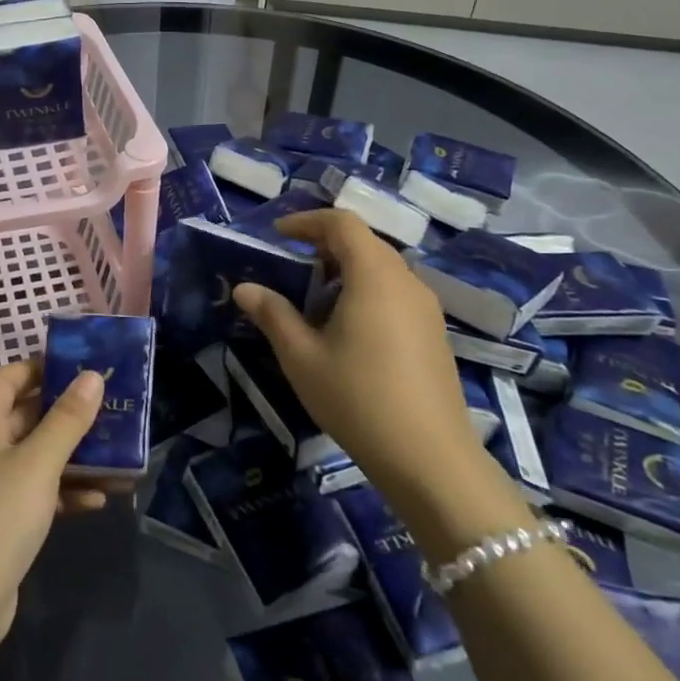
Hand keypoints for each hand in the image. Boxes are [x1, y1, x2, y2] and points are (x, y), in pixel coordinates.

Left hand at [0, 359, 106, 648]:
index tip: (77, 368)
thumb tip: (92, 376)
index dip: (37, 368)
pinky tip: (100, 500)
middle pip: (28, 417)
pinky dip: (68, 492)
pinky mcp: (6, 521)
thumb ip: (67, 419)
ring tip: (119, 457)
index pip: (5, 379)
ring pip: (40, 457)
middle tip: (110, 408)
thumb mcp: (38, 462)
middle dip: (69, 414)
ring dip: (77, 456)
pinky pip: (42, 493)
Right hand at [232, 208, 486, 503]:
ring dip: (345, 270)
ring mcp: (426, 308)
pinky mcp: (434, 333)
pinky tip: (346, 330)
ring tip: (313, 300)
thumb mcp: (301, 356)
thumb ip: (272, 315)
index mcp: (374, 275)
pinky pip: (395, 293)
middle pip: (364, 242)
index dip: (307, 221)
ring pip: (382, 269)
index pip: (342, 223)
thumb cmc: (357, 398)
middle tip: (290, 265)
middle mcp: (406, 281)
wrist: (429, 459)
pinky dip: (366, 292)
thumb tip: (245, 287)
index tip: (277, 235)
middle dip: (324, 245)